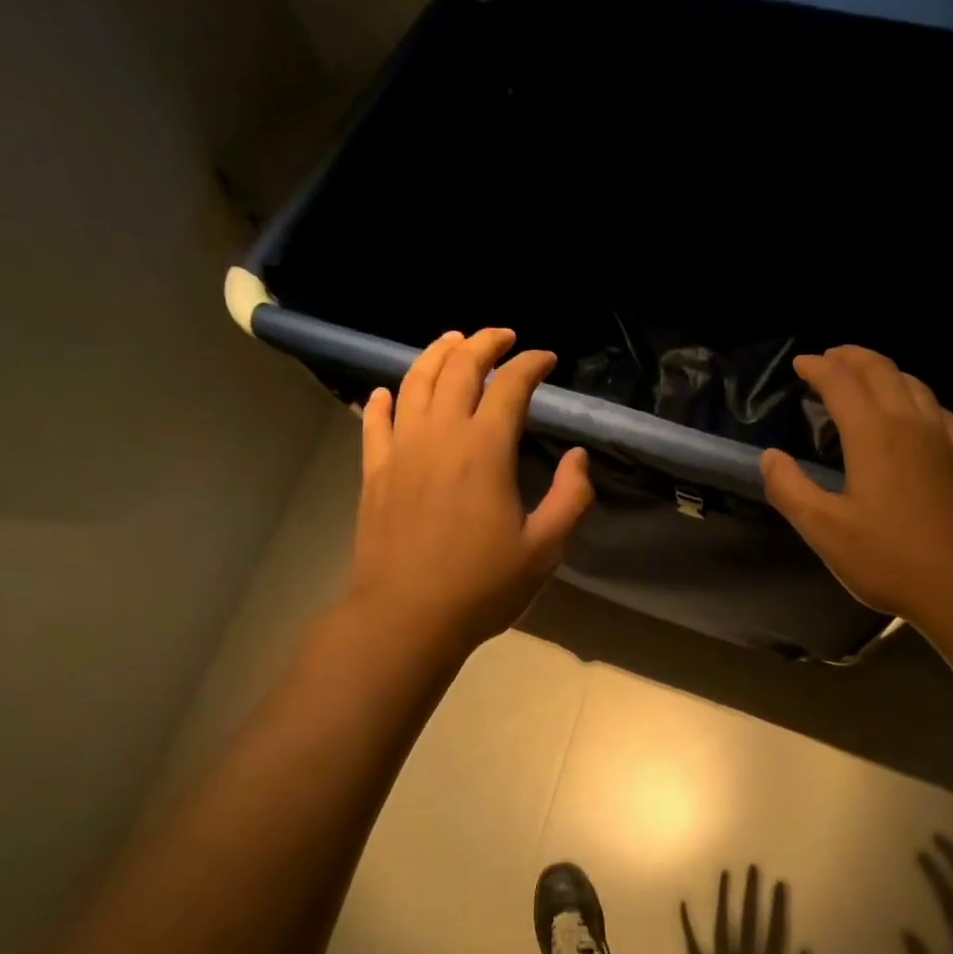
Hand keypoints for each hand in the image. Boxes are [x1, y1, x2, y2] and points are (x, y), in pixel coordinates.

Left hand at [344, 329, 593, 652]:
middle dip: (483, 344)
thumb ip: (570, 498)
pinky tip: (389, 392)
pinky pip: (375, 421)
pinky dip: (385, 399)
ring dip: (435, 355)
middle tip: (502, 336)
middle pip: (458, 369)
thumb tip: (578, 457)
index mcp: (485, 450)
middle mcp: (440, 436)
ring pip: (414, 382)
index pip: (509, 387)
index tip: (546, 359)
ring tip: (452, 342)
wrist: (406, 617)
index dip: (530, 365)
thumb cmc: (482, 587)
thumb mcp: (544, 550)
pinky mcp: (375, 472)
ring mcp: (401, 450)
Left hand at [681, 866, 818, 953]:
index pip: (776, 930)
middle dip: (751, 893)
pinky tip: (683, 903)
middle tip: (752, 867)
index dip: (778, 906)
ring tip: (726, 873)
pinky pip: (692, 944)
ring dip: (724, 898)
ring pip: (723, 923)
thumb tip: (806, 950)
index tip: (779, 882)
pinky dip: (687, 924)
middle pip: (750, 920)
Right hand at [759, 346, 952, 627]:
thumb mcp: (824, 531)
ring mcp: (943, 439)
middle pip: (882, 371)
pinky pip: (939, 410)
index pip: (842, 383)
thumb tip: (770, 456)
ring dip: (885, 371)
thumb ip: (790, 489)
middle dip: (852, 358)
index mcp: (873, 435)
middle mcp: (911, 424)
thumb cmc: (888, 559)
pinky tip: (917, 413)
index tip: (800, 364)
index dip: (818, 368)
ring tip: (866, 376)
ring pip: (914, 385)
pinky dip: (918, 397)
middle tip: (829, 358)